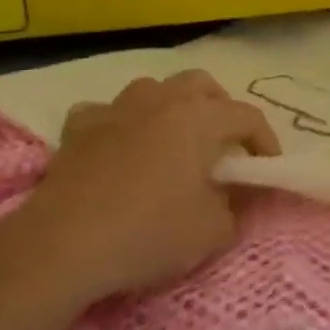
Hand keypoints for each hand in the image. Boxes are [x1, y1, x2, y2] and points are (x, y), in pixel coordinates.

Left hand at [12, 71, 280, 296]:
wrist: (63, 246)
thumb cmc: (149, 233)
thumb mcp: (213, 231)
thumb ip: (236, 207)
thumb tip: (235, 196)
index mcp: (200, 118)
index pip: (248, 116)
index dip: (266, 141)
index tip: (267, 169)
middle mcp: (161, 100)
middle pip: (201, 84)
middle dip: (219, 108)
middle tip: (222, 144)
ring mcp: (116, 109)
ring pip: (153, 88)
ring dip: (169, 107)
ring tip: (172, 140)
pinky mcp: (78, 128)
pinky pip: (106, 112)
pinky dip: (118, 124)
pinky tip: (118, 147)